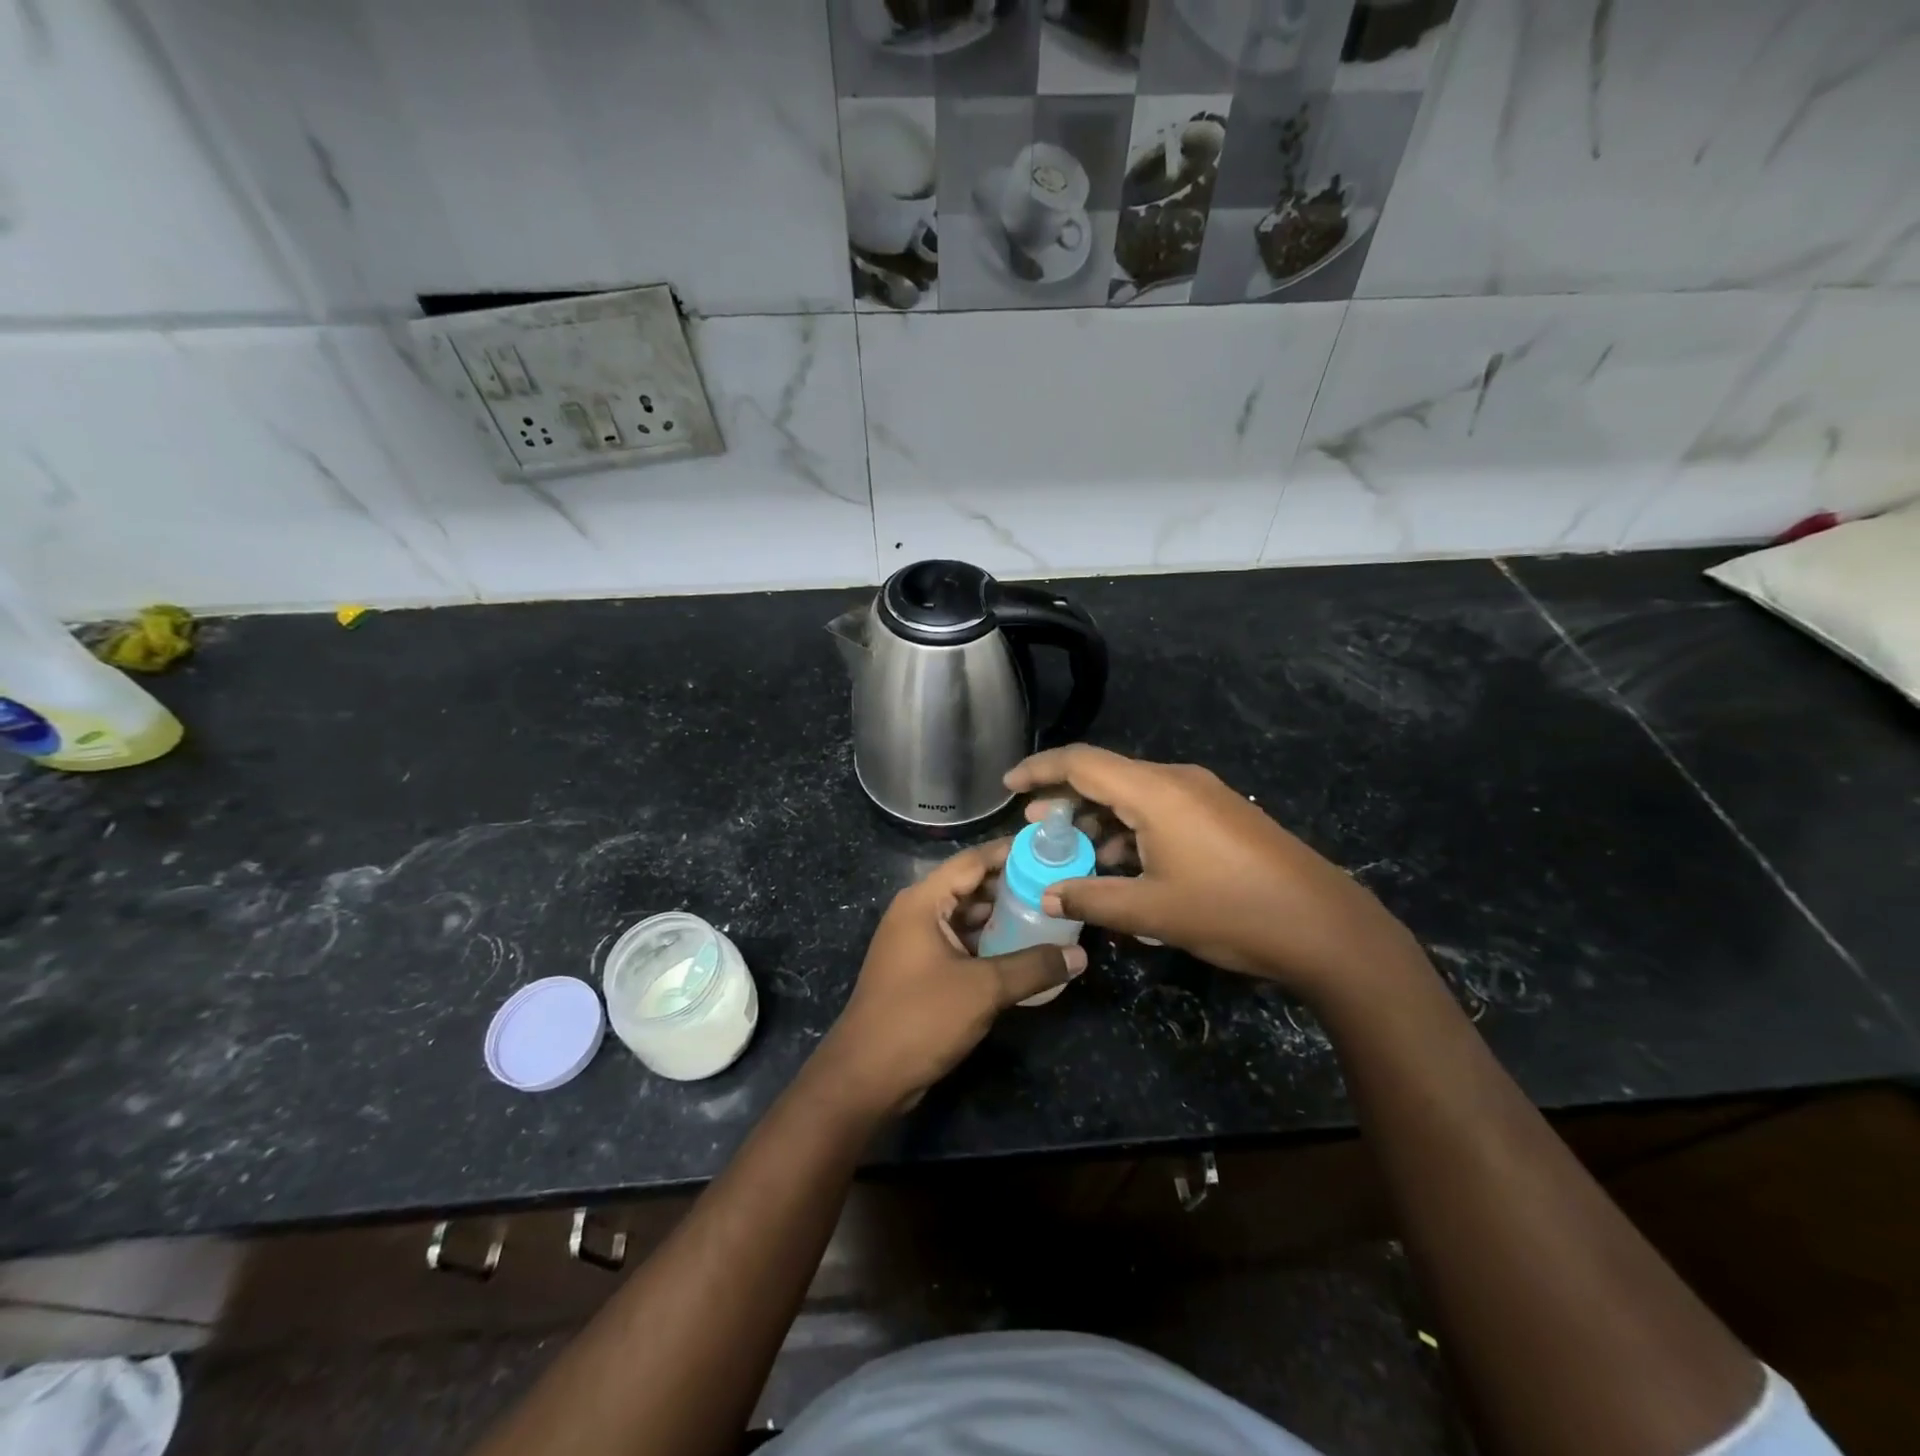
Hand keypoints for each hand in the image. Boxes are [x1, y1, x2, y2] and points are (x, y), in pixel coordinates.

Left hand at [814, 840, 1085, 1116]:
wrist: (866, 1077)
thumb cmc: (921, 1018)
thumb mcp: (984, 989)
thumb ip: (1033, 967)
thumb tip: (1080, 955)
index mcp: (923, 901)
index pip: (972, 861)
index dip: (1010, 852)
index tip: (1049, 849)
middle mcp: (917, 913)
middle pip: (969, 886)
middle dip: (1011, 886)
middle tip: (1057, 885)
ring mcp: (916, 942)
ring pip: (965, 917)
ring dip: (1001, 917)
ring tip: (1047, 915)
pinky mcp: (920, 970)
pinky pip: (959, 943)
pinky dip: (987, 942)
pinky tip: (1021, 951)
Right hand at [1005, 745, 1424, 1005]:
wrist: (1325, 927)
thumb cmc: (1230, 912)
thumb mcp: (1151, 911)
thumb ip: (1092, 898)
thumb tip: (1049, 895)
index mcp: (1155, 792)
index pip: (1081, 763)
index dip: (1039, 769)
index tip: (1008, 785)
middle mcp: (1177, 781)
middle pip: (1106, 775)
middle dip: (1066, 799)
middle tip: (1036, 827)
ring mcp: (1204, 795)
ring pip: (1133, 795)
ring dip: (1100, 819)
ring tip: (1074, 851)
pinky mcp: (1220, 815)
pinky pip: (1160, 810)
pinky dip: (1130, 829)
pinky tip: (1121, 864)